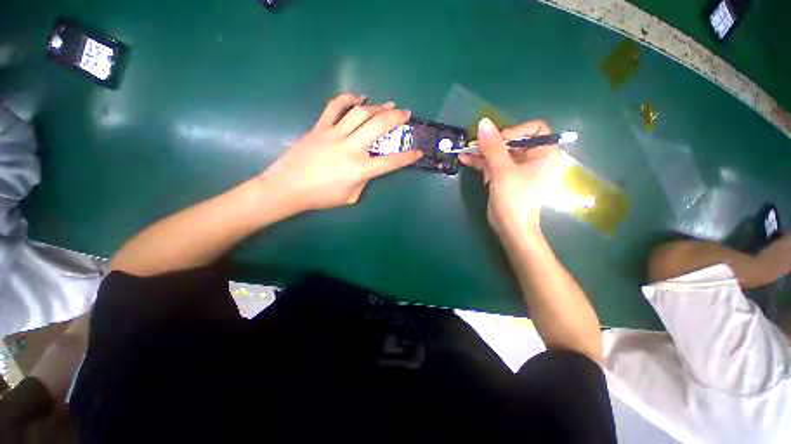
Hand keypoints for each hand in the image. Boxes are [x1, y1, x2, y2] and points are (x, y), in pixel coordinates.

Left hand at [258, 94, 422, 212]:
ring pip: (360, 113)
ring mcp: (334, 135)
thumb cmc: (320, 197)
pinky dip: (348, 99)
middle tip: (406, 114)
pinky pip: (335, 107)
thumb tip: (370, 167)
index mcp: (359, 170)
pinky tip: (359, 98)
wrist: (287, 188)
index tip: (418, 151)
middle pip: (378, 127)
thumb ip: (365, 181)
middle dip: (397, 118)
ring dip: (378, 107)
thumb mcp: (350, 197)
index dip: (407, 157)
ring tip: (388, 105)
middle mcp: (350, 149)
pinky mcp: (320, 128)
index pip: (390, 162)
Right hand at [459, 118, 561, 238]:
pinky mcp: (504, 177)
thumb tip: (483, 122)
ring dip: (482, 152)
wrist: (510, 227)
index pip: (535, 129)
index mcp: (544, 154)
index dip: (516, 131)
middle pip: (512, 141)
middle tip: (474, 144)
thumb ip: (493, 146)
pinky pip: (493, 164)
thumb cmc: (515, 199)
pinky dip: (480, 162)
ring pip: (499, 153)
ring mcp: (517, 169)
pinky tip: (465, 159)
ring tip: (465, 151)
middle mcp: (532, 159)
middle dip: (492, 143)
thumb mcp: (503, 171)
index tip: (499, 141)